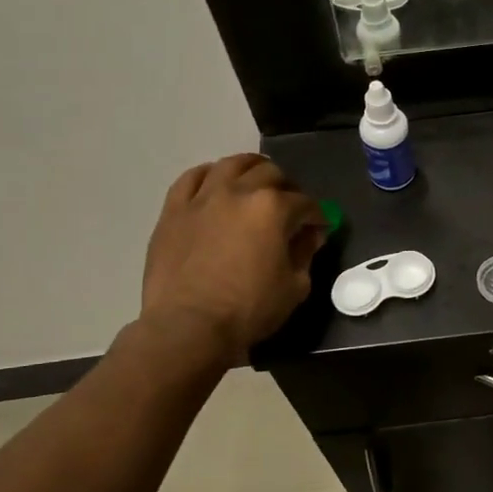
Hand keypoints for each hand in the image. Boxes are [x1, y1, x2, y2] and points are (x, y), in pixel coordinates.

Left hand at [138, 154, 324, 365]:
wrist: (188, 326)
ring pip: (231, 165)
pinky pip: (191, 178)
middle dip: (287, 188)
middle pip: (270, 174)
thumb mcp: (294, 287)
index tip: (318, 228)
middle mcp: (239, 192)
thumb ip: (305, 254)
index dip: (316, 216)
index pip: (305, 203)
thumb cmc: (248, 310)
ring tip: (255, 182)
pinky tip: (215, 183)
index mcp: (273, 208)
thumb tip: (309, 235)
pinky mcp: (174, 209)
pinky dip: (208, 175)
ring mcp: (203, 197)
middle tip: (289, 206)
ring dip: (250, 169)